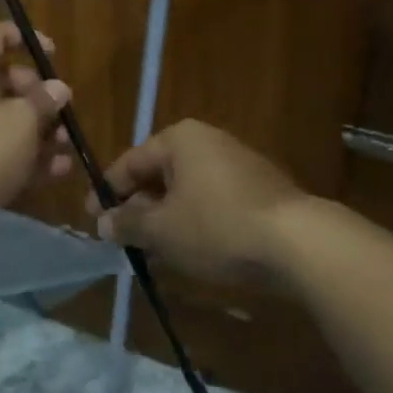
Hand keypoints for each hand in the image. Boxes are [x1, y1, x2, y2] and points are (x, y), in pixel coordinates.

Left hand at [0, 23, 73, 223]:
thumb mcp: (21, 120)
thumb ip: (43, 102)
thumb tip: (57, 87)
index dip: (23, 38)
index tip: (52, 53)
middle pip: (5, 82)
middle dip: (38, 94)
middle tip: (63, 108)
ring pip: (7, 122)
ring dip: (40, 131)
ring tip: (68, 143)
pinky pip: (3, 154)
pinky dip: (29, 159)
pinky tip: (60, 170)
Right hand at [92, 119, 328, 284]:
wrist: (300, 244)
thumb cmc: (218, 227)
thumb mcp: (162, 230)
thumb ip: (127, 224)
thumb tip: (102, 223)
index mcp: (179, 140)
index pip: (130, 162)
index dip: (107, 191)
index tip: (92, 218)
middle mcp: (208, 142)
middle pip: (159, 175)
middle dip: (138, 208)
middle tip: (122, 238)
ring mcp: (237, 164)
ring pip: (186, 191)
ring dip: (166, 219)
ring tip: (152, 251)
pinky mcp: (259, 190)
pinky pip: (212, 202)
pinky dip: (194, 223)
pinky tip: (189, 252)